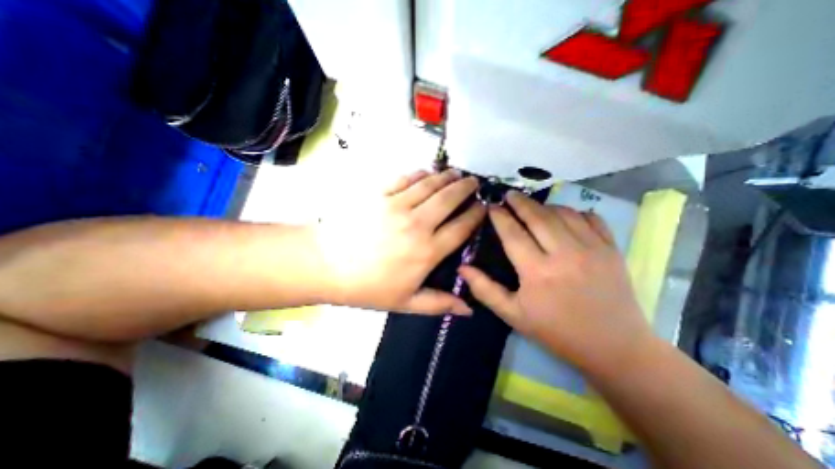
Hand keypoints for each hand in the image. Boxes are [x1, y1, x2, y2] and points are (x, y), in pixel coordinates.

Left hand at [315, 169, 486, 314]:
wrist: (325, 265)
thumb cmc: (367, 287)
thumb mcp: (405, 303)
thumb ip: (439, 303)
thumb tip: (469, 309)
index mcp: (427, 251)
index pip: (461, 227)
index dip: (476, 215)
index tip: (484, 207)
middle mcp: (417, 224)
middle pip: (449, 199)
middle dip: (466, 188)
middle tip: (474, 182)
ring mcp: (397, 205)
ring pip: (430, 185)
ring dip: (446, 177)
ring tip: (456, 173)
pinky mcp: (379, 194)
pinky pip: (406, 179)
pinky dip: (420, 174)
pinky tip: (427, 172)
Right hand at [462, 190, 652, 373]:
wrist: (613, 347)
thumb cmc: (556, 331)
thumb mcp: (513, 314)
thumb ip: (485, 289)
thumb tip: (462, 268)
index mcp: (537, 271)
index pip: (513, 233)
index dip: (500, 217)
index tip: (491, 206)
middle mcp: (564, 254)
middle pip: (537, 216)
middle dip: (520, 202)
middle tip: (509, 195)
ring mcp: (592, 249)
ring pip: (563, 213)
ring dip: (545, 205)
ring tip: (532, 206)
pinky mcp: (612, 249)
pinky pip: (591, 218)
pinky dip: (575, 212)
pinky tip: (565, 216)